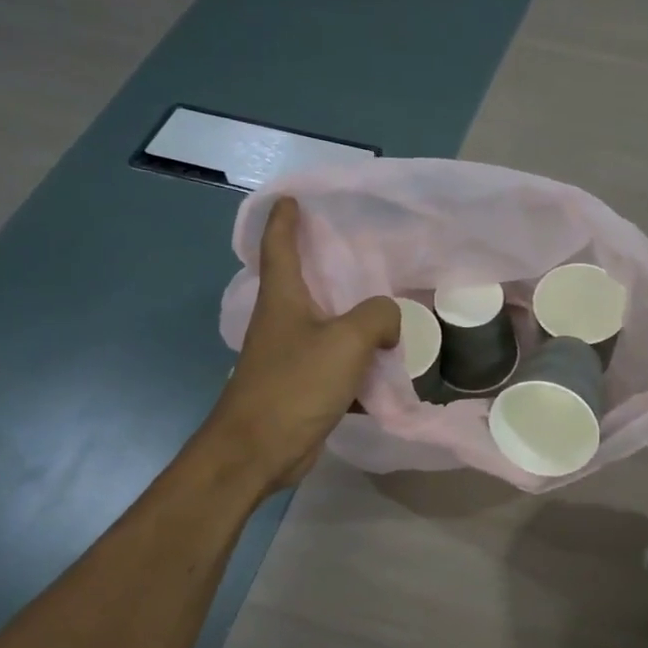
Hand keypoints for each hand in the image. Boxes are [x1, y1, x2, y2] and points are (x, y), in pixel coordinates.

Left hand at [211, 198, 400, 492]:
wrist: (259, 450)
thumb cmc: (295, 384)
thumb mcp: (346, 341)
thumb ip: (377, 317)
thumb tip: (388, 320)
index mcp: (283, 298)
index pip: (278, 245)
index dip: (285, 219)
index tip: (292, 197)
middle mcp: (281, 320)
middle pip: (302, 280)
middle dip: (324, 262)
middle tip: (358, 247)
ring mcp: (288, 354)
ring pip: (324, 322)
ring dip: (348, 313)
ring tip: (383, 303)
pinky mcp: (300, 384)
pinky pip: (334, 359)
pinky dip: (356, 356)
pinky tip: (382, 360)